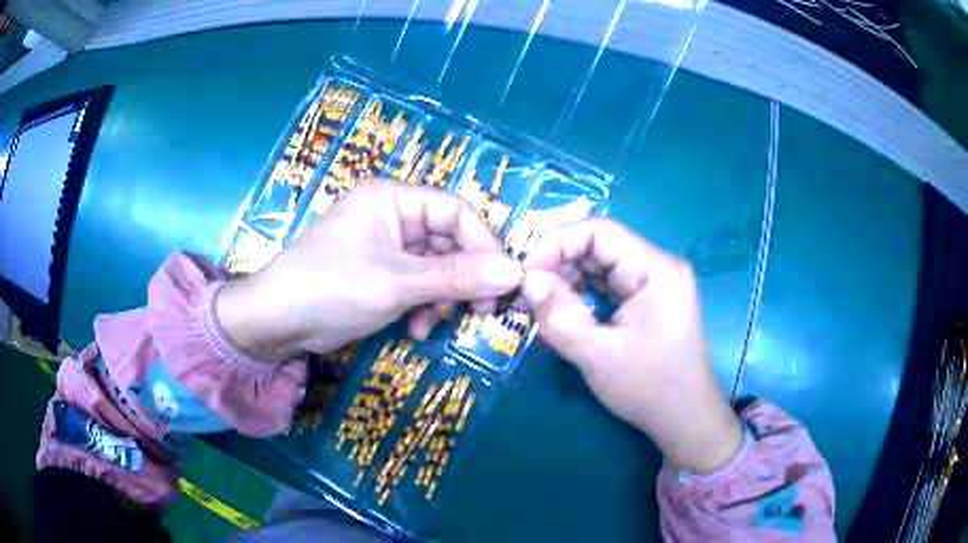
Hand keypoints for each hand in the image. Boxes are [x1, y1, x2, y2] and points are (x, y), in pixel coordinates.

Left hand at [216, 180, 521, 359]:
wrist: (276, 322)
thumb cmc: (331, 288)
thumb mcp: (397, 283)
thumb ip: (458, 277)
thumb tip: (516, 272)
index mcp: (394, 199)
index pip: (456, 211)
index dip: (484, 245)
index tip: (504, 282)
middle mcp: (392, 215)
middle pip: (449, 241)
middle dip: (462, 279)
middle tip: (478, 312)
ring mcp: (386, 246)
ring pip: (436, 267)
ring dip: (441, 298)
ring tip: (432, 324)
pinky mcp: (380, 272)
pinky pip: (418, 283)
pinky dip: (423, 305)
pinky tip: (416, 329)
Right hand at [521, 218, 741, 473]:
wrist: (685, 419)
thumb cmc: (649, 388)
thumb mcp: (597, 356)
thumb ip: (557, 316)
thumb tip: (527, 280)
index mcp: (656, 269)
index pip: (599, 231)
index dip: (556, 243)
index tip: (526, 273)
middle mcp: (658, 266)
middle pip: (599, 246)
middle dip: (559, 264)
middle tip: (529, 294)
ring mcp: (655, 282)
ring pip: (601, 265)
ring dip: (568, 280)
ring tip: (541, 305)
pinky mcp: (649, 299)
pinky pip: (609, 284)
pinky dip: (583, 294)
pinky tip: (565, 312)